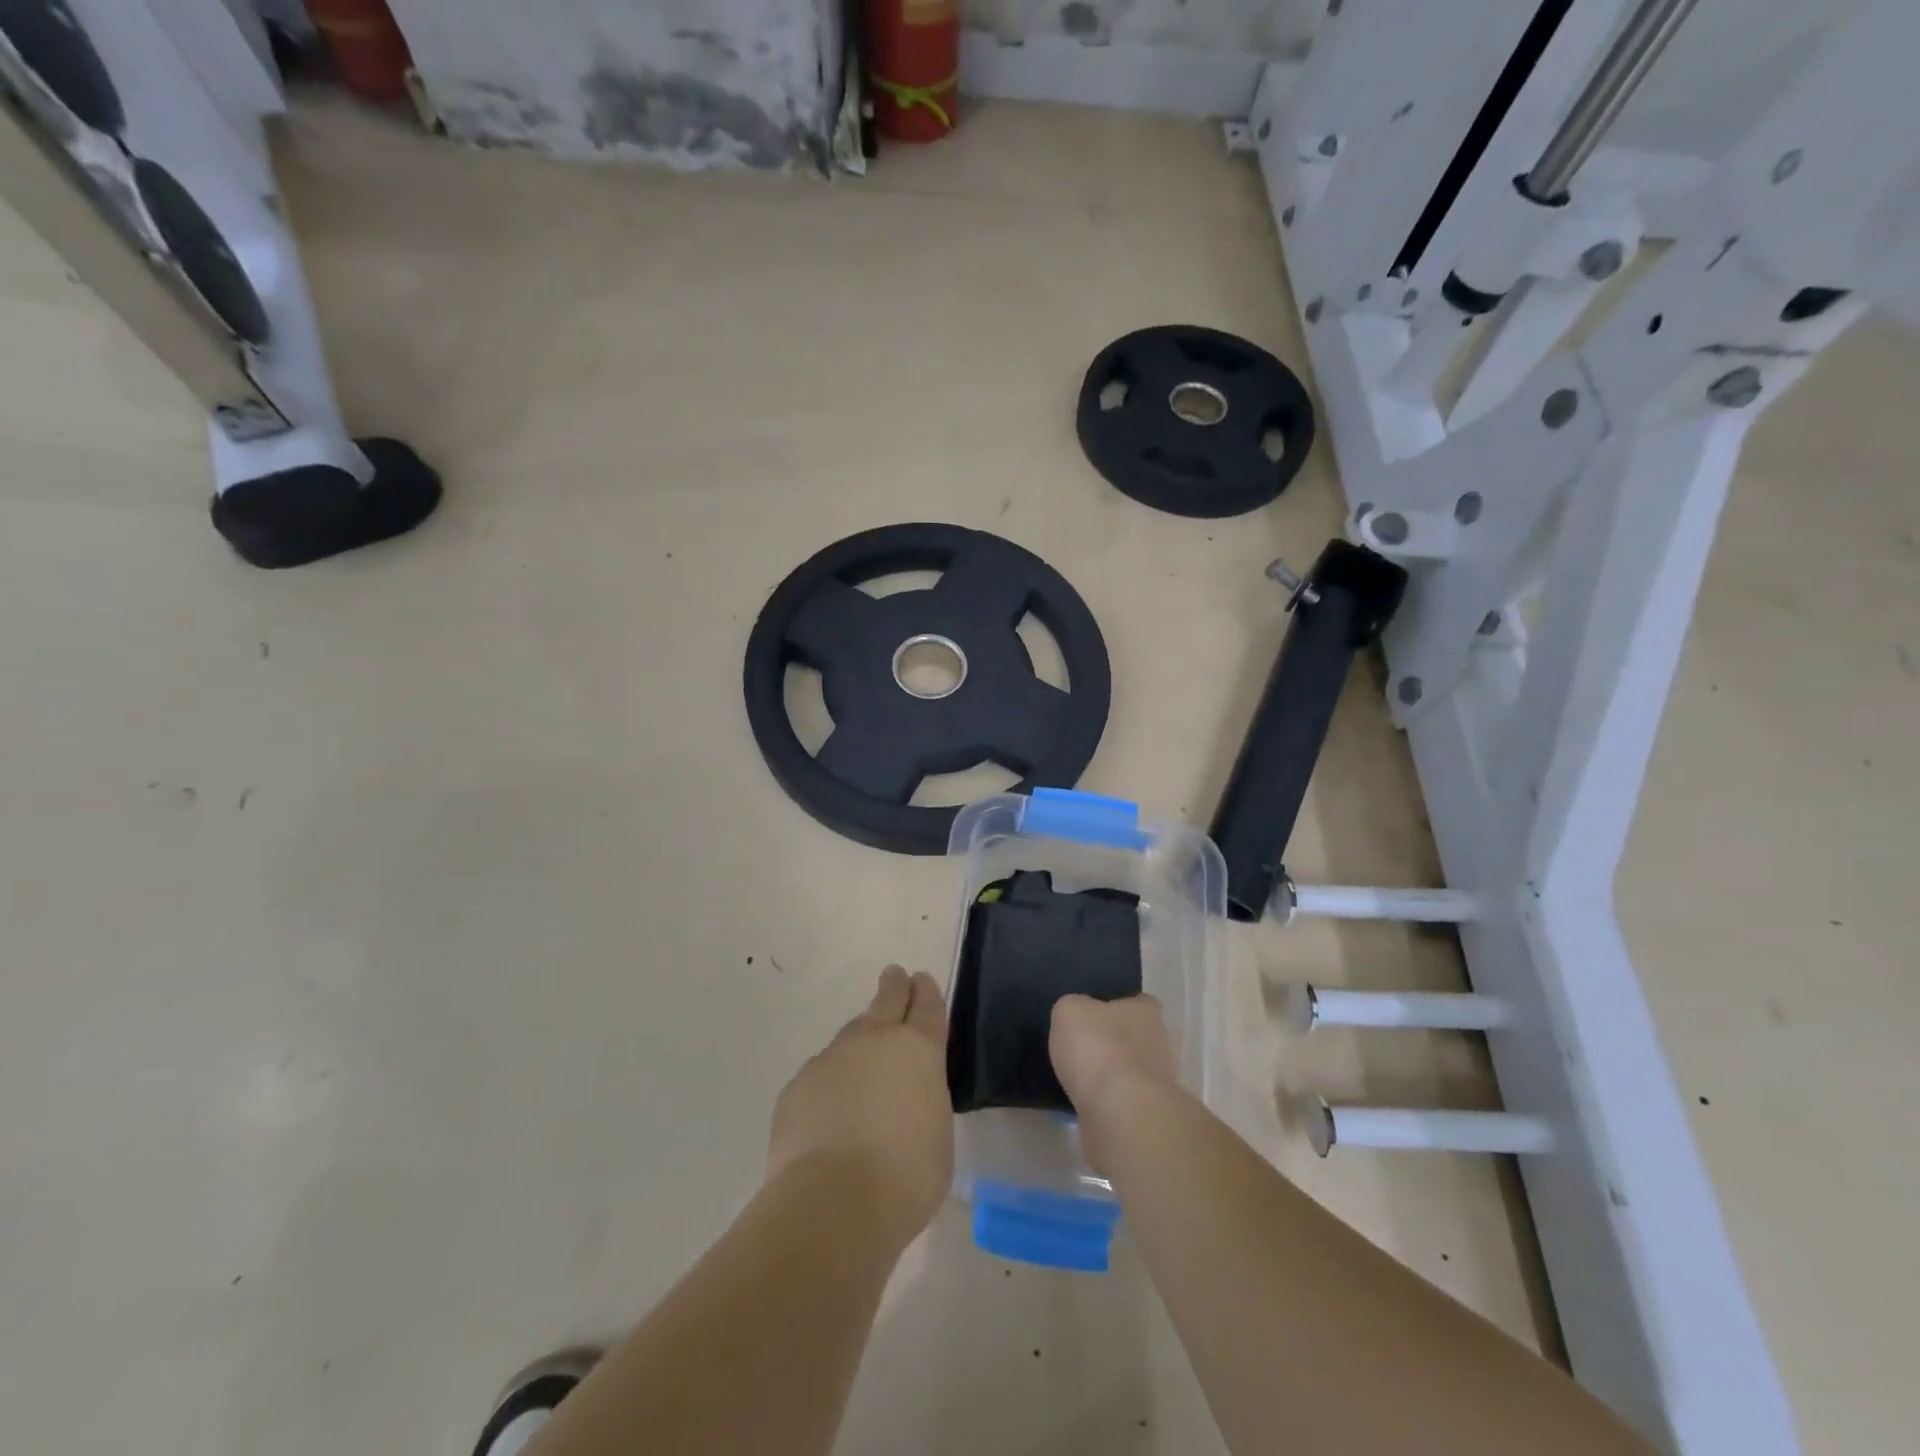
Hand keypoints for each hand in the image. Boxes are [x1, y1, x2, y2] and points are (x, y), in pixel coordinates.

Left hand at [768, 966, 952, 1253]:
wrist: (832, 1203)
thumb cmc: (905, 1177)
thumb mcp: (936, 1134)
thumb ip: (923, 1099)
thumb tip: (906, 1095)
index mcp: (918, 1049)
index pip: (927, 1005)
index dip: (926, 991)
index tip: (921, 981)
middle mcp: (875, 1040)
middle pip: (887, 998)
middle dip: (893, 986)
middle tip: (895, 978)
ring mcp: (832, 1057)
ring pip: (850, 1037)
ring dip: (859, 1045)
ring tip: (862, 1074)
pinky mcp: (799, 1083)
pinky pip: (821, 1074)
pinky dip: (829, 1085)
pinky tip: (830, 1116)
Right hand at [1050, 994, 1177, 1172]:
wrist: (1118, 1112)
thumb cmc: (1097, 1047)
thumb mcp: (1069, 1010)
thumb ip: (1073, 1007)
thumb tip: (1078, 1016)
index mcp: (1147, 1011)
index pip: (1139, 1001)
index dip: (1118, 1005)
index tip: (1094, 1015)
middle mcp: (1160, 1043)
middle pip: (1138, 1037)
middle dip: (1116, 1042)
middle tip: (1084, 1047)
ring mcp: (1158, 1083)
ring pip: (1131, 1071)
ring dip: (1112, 1075)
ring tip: (1080, 1078)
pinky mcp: (1148, 1115)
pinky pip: (1124, 1101)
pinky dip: (1107, 1102)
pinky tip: (1085, 1102)